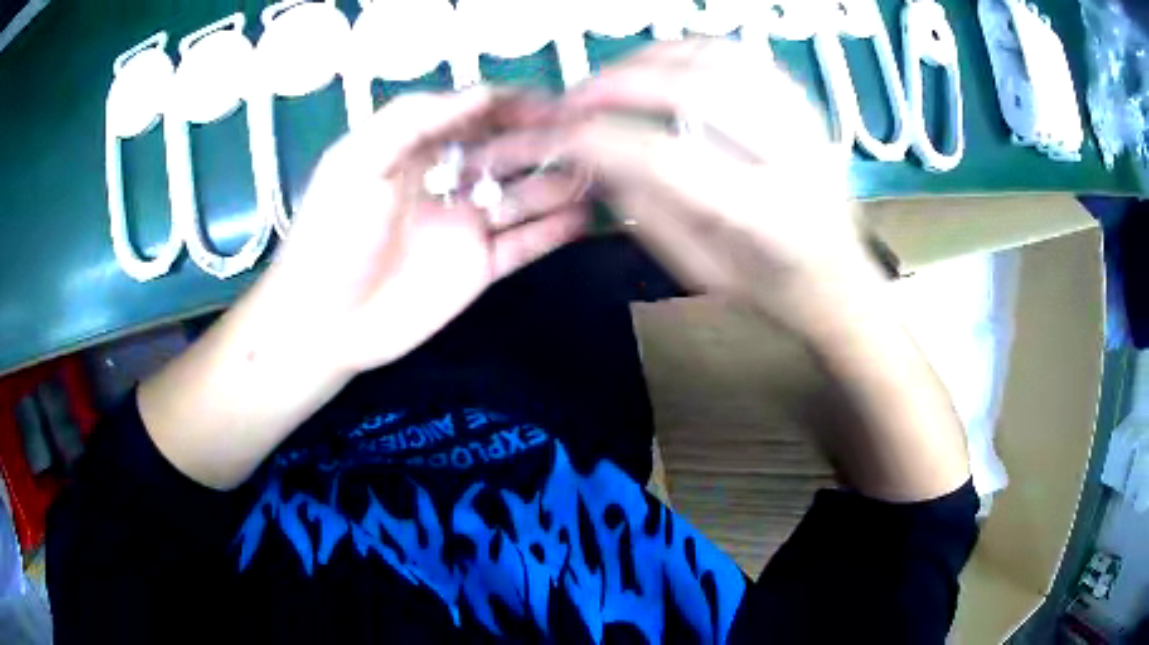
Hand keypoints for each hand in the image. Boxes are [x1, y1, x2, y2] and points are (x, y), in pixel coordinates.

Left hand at [265, 87, 588, 375]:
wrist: (323, 321)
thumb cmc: (332, 235)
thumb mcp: (358, 161)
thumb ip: (412, 119)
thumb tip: (481, 92)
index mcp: (417, 152)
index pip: (476, 117)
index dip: (514, 107)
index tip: (555, 103)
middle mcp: (447, 183)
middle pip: (507, 153)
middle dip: (545, 142)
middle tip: (590, 137)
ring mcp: (465, 227)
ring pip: (523, 197)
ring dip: (558, 184)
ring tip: (599, 174)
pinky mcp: (477, 269)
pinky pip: (523, 246)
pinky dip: (552, 233)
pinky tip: (582, 219)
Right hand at [472, 41, 970, 501]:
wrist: (838, 278)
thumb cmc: (768, 288)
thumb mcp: (697, 269)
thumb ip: (643, 208)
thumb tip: (592, 154)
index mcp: (767, 215)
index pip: (664, 157)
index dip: (598, 140)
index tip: (557, 138)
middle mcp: (791, 156)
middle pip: (692, 90)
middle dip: (616, 85)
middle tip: (575, 98)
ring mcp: (802, 121)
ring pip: (716, 58)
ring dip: (649, 58)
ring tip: (611, 78)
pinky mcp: (802, 103)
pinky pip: (739, 54)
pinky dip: (688, 50)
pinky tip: (659, 64)